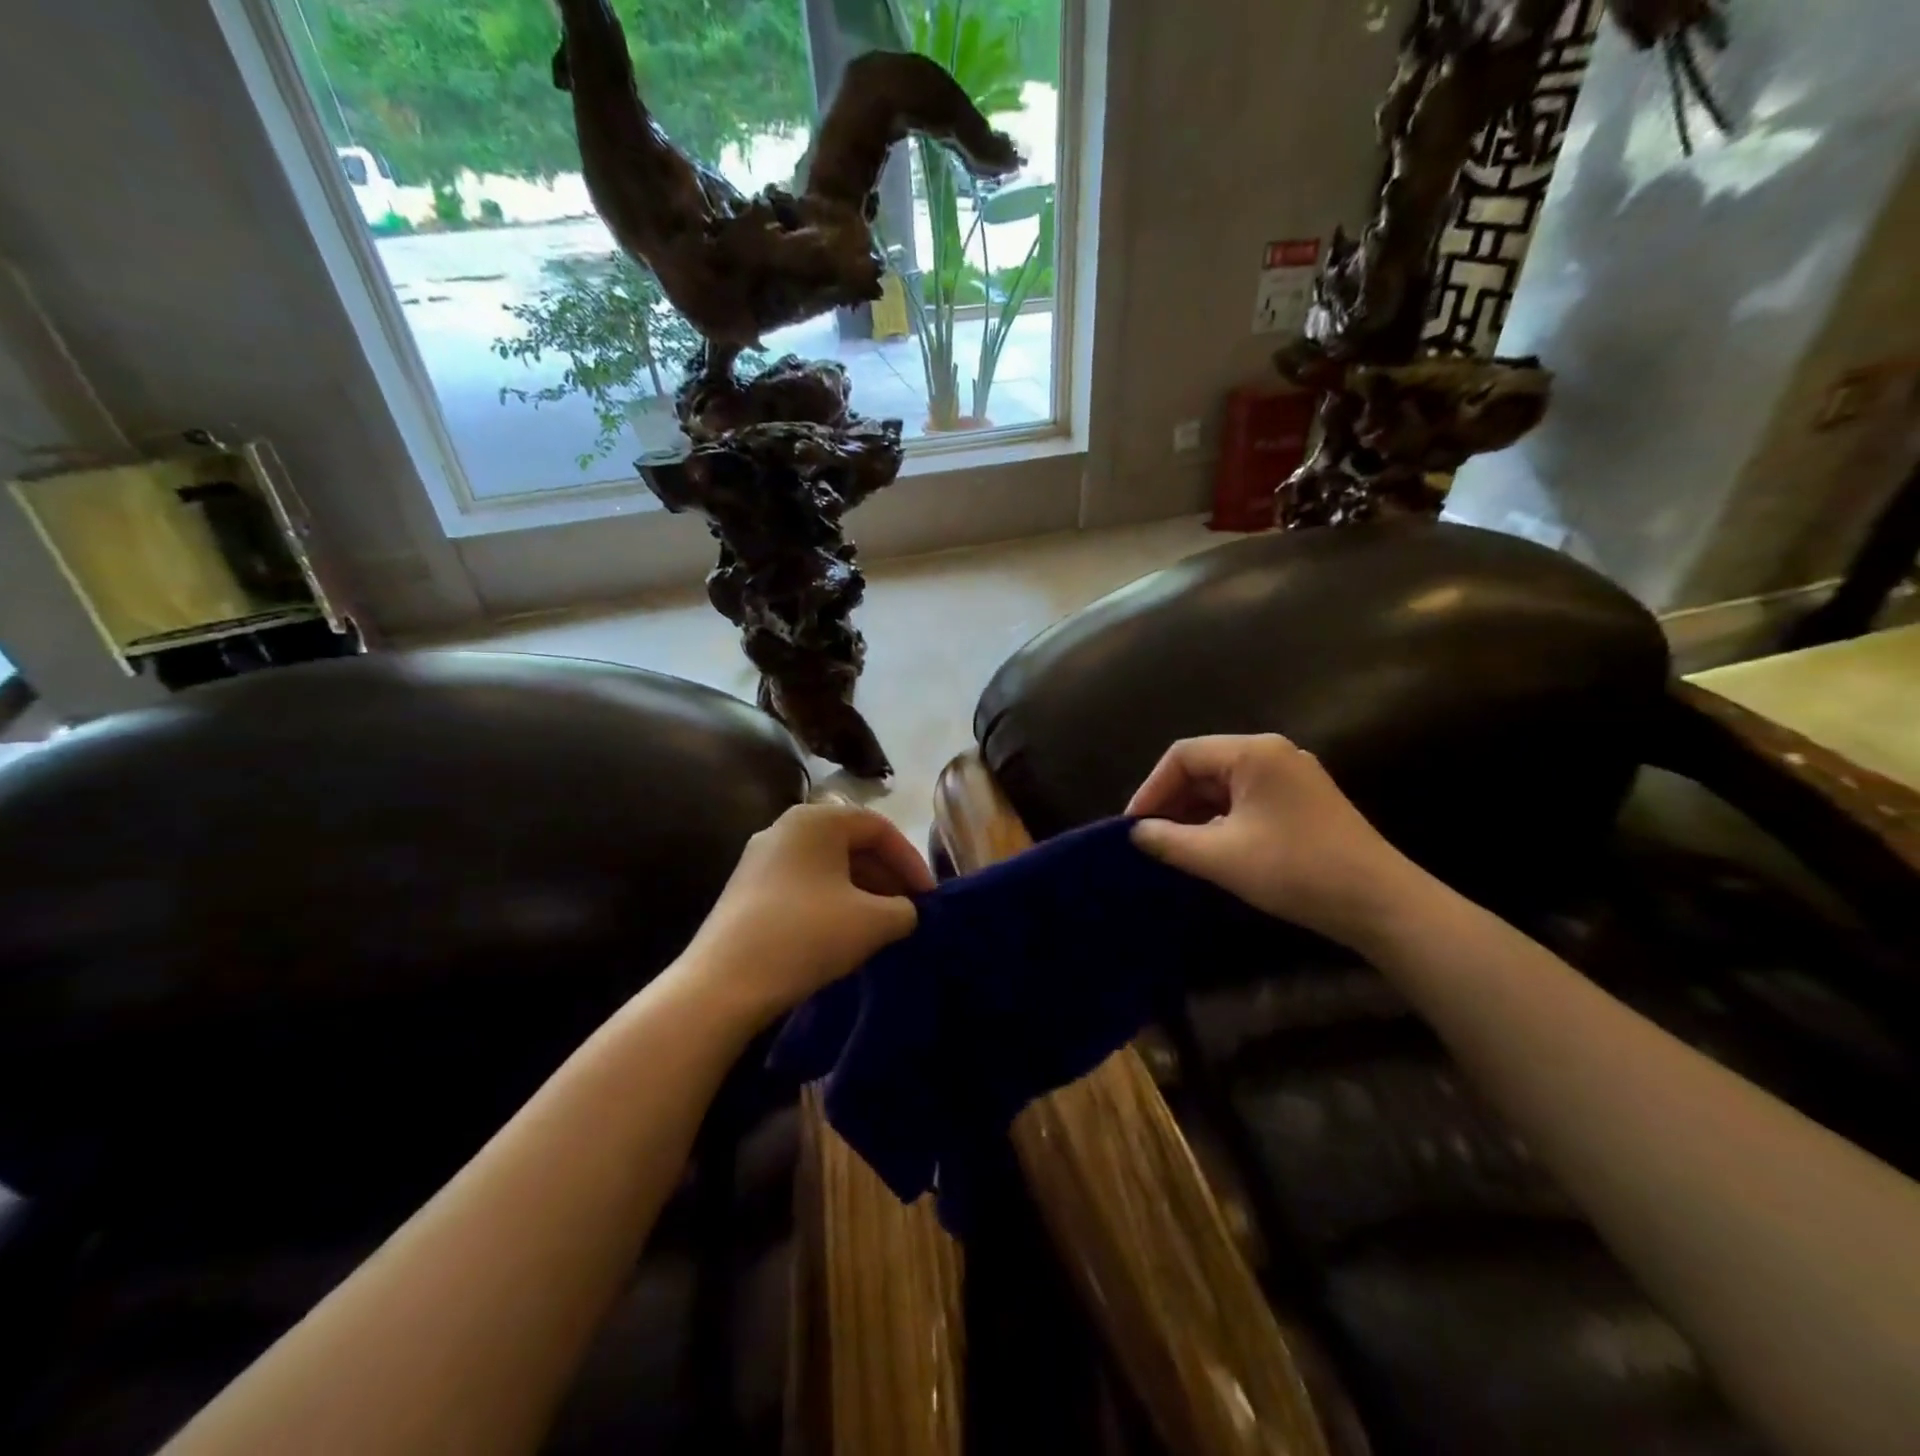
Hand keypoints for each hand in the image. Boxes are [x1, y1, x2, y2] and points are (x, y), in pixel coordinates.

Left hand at [682, 800, 933, 1023]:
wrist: (723, 984)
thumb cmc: (807, 935)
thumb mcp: (874, 922)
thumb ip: (905, 909)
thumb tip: (905, 911)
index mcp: (817, 819)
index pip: (879, 828)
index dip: (911, 861)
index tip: (929, 898)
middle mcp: (785, 827)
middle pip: (852, 844)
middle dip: (887, 877)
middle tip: (909, 911)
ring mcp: (760, 858)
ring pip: (828, 866)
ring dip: (862, 891)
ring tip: (881, 926)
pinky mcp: (746, 889)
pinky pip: (804, 884)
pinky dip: (832, 902)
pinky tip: (843, 934)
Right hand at [1126, 734, 1421, 950]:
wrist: (1381, 904)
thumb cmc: (1295, 870)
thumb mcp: (1221, 857)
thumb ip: (1169, 840)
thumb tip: (1136, 833)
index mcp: (1253, 753)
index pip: (1182, 756)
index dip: (1151, 789)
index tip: (1132, 826)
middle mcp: (1273, 754)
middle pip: (1204, 767)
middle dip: (1172, 801)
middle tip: (1149, 838)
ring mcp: (1292, 777)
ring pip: (1225, 785)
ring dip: (1195, 813)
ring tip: (1173, 847)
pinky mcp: (1304, 801)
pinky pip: (1247, 800)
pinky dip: (1221, 820)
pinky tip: (1210, 848)